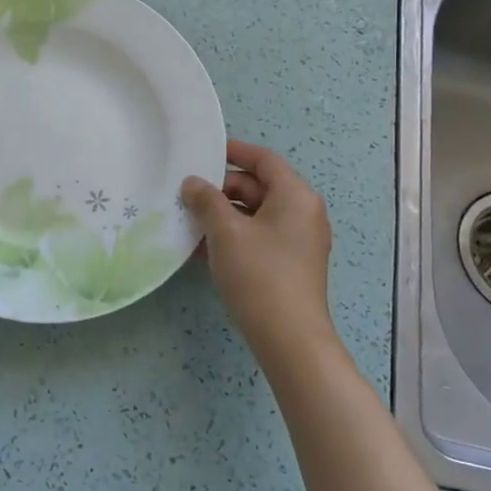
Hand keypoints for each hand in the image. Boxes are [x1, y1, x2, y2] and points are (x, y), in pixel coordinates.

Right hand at [180, 140, 335, 356]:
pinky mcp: (290, 264)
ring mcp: (299, 240)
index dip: (233, 152)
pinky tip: (203, 249)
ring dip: (224, 215)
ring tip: (189, 222)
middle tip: (187, 195)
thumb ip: (206, 200)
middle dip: (222, 189)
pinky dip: (234, 236)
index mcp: (295, 196)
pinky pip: (259, 237)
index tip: (203, 151)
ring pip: (256, 214)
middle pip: (259, 187)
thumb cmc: (259, 274)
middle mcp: (303, 213)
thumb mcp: (226, 232)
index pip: (263, 160)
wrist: (289, 338)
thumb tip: (193, 183)